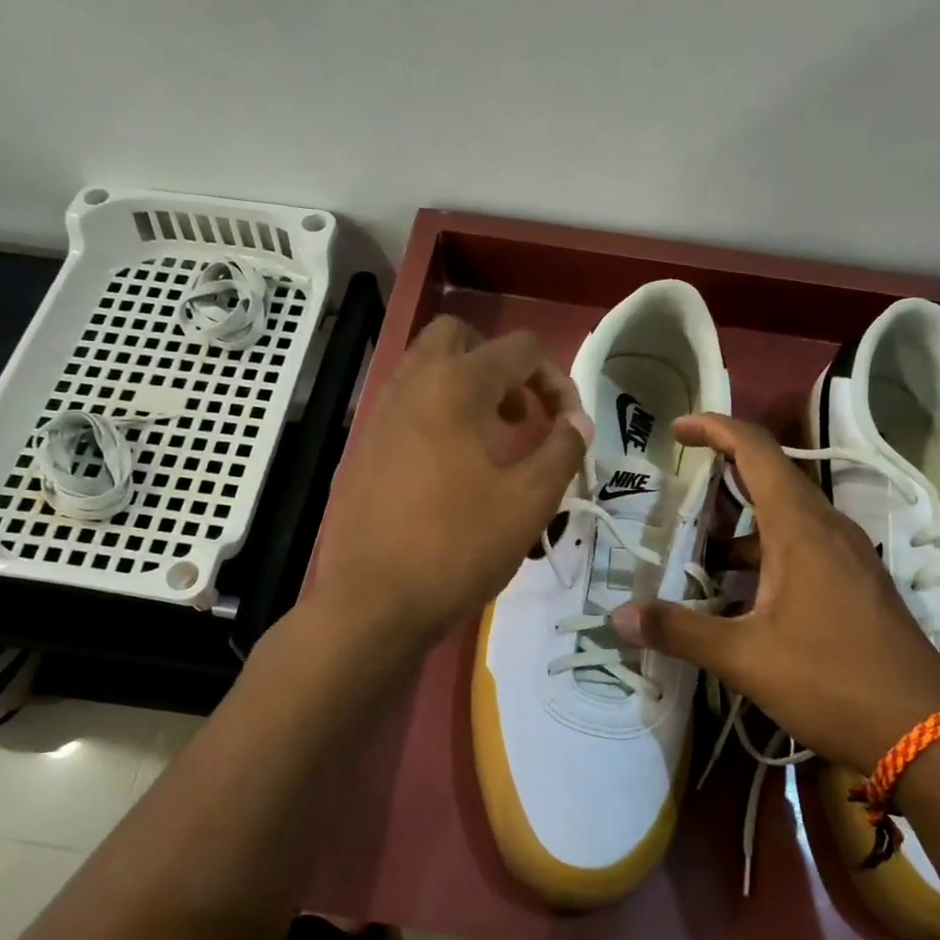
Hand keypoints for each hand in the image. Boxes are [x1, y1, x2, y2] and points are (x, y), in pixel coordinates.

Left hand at [311, 316, 593, 647]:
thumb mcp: (529, 502)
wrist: (372, 603)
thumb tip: (578, 421)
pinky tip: (449, 474)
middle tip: (519, 414)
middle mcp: (411, 385)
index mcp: (456, 386)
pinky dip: (435, 418)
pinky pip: (404, 409)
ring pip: (424, 371)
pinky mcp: (361, 450)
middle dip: (499, 364)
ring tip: (491, 444)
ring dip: (466, 389)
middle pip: (458, 337)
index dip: (558, 381)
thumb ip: (563, 450)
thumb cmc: (457, 548)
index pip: (521, 349)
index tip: (568, 428)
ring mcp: (378, 416)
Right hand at [611, 413, 939, 766]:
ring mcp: (849, 559)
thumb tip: (619, 616)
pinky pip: (804, 551)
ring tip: (699, 560)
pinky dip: (765, 558)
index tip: (676, 428)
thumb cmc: (832, 681)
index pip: (756, 451)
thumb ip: (680, 631)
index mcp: (801, 529)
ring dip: (741, 531)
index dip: (715, 428)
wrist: (925, 733)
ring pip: (786, 521)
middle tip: (678, 499)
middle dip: (722, 481)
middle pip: (771, 480)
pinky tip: (742, 600)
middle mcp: (829, 530)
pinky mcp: (858, 586)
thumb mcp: (745, 658)